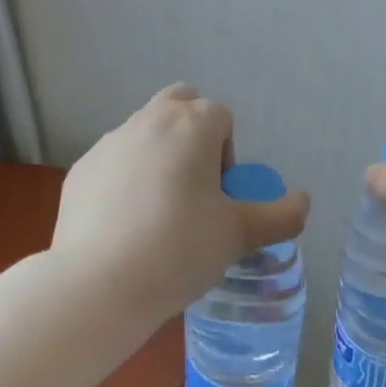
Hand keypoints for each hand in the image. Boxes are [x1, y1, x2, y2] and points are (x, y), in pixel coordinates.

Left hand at [54, 84, 310, 318]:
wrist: (99, 283)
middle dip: (193, 131)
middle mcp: (148, 120)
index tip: (221, 194)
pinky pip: (113, 162)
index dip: (228, 152)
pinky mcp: (82, 169)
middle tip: (195, 184)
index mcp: (191, 125)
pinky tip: (125, 225)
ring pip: (144, 130)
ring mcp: (109, 143)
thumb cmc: (179, 250)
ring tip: (159, 211)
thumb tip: (303, 203)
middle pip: (180, 102)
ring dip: (159, 154)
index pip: (221, 116)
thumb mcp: (238, 235)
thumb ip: (280, 216)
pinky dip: (125, 179)